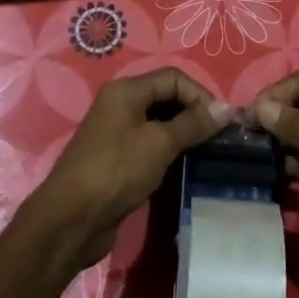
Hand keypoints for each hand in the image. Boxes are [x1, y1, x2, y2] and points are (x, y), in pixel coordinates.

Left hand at [25, 68, 233, 271]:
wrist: (72, 219)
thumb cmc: (116, 171)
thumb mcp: (159, 143)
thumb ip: (193, 124)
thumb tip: (226, 109)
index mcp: (126, 91)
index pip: (173, 78)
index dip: (200, 95)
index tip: (221, 123)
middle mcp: (120, 105)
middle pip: (166, 97)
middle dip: (194, 113)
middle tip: (219, 138)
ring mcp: (117, 133)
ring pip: (160, 123)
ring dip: (184, 133)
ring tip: (208, 152)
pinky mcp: (118, 159)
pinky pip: (151, 145)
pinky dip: (170, 150)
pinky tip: (185, 166)